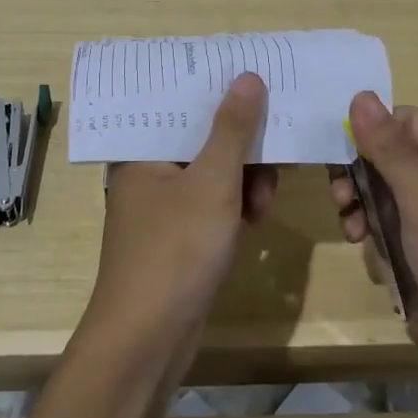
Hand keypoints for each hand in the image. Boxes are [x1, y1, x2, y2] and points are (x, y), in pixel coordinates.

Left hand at [90, 73, 278, 348]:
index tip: (259, 82)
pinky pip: (212, 203)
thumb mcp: (212, 182)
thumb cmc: (175, 250)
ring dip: (244, 181)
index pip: (181, 102)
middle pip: (202, 137)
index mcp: (141, 148)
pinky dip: (235, 206)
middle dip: (242, 148)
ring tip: (263, 205)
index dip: (221, 91)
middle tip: (275, 157)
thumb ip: (233, 129)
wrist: (147, 340)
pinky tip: (254, 221)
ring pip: (212, 172)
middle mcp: (147, 170)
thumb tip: (248, 76)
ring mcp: (162, 205)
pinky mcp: (177, 235)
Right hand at [328, 93, 417, 414]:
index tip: (337, 149)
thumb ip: (391, 152)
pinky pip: (383, 233)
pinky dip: (372, 241)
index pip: (404, 122)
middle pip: (385, 159)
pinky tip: (371, 258)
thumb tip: (360, 95)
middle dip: (357, 176)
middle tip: (340, 198)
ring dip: (360, 210)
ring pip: (378, 198)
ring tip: (352, 232)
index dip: (370, 129)